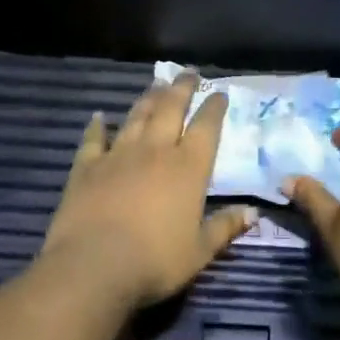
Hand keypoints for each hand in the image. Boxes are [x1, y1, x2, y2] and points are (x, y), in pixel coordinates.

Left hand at [40, 74, 256, 310]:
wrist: (94, 265)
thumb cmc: (156, 261)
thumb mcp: (200, 251)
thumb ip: (225, 227)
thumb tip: (254, 213)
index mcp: (188, 168)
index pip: (206, 127)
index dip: (214, 108)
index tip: (219, 93)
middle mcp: (155, 151)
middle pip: (170, 109)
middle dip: (182, 89)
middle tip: (188, 73)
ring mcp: (118, 155)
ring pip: (136, 116)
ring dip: (148, 98)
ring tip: (156, 85)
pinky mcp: (86, 167)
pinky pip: (94, 139)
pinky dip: (97, 126)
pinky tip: (99, 116)